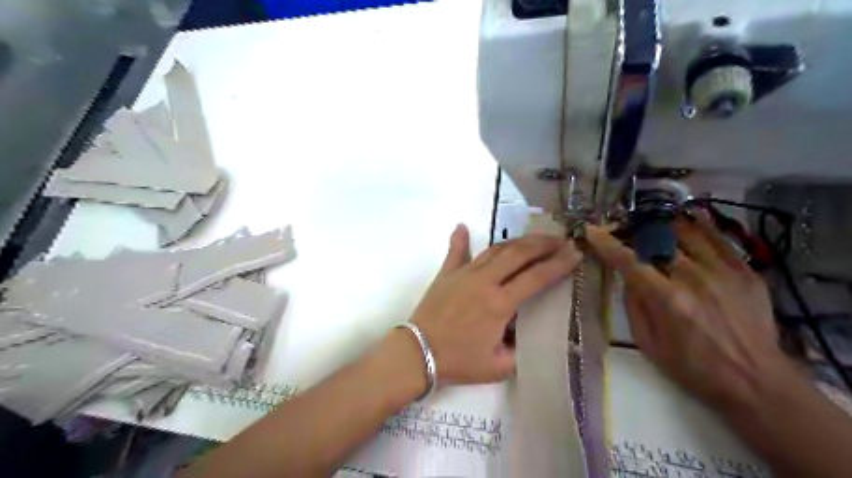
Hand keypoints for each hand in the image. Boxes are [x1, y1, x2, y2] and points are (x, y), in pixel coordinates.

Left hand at [408, 224, 581, 383]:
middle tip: (560, 240)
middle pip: (518, 254)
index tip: (574, 253)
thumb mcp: (498, 366)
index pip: (536, 277)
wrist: (417, 353)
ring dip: (516, 241)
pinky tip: (462, 226)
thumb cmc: (458, 361)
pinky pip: (455, 252)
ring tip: (532, 239)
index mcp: (500, 303)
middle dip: (543, 244)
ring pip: (494, 249)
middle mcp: (485, 281)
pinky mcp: (445, 274)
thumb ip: (518, 350)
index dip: (559, 264)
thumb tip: (522, 334)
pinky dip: (460, 239)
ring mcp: (463, 274)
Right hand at [590, 213, 787, 409]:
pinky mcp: (746, 272)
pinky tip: (690, 220)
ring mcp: (723, 271)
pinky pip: (719, 239)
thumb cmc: (693, 367)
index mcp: (667, 299)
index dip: (607, 243)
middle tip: (625, 229)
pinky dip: (700, 226)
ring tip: (654, 221)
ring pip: (689, 232)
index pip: (628, 261)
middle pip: (658, 240)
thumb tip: (627, 277)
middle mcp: (694, 278)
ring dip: (666, 224)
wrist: (756, 381)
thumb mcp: (648, 344)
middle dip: (635, 230)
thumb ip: (634, 306)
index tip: (592, 230)